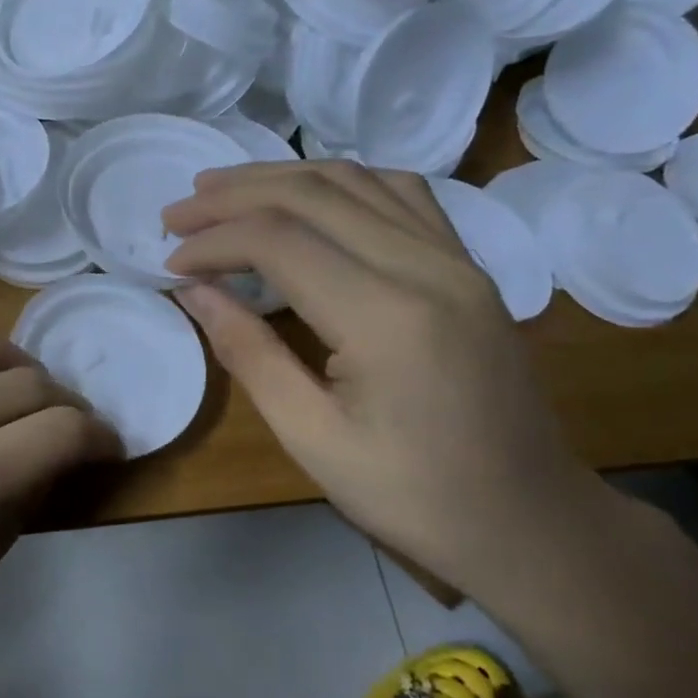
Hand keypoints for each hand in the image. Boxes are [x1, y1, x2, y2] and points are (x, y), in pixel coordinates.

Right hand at [163, 162, 618, 596]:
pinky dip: (340, 183)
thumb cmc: (411, 495)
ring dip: (280, 177)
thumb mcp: (311, 437)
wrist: (528, 521)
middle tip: (177, 213)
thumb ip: (249, 353)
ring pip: (357, 180)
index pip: (279, 241)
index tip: (170, 263)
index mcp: (386, 316)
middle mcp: (427, 266)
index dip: (213, 240)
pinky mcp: (469, 267)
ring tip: (223, 189)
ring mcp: (457, 260)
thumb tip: (194, 292)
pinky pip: (401, 194)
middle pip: (313, 193)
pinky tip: (309, 198)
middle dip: (233, 195)